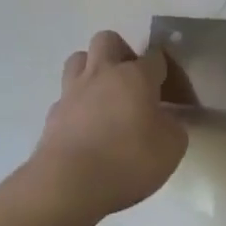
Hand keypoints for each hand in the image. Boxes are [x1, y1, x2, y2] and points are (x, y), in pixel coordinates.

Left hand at [28, 31, 187, 219]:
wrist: (68, 185)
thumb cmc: (127, 162)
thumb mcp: (171, 149)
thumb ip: (173, 127)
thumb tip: (166, 120)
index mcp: (136, 76)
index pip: (155, 56)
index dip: (164, 69)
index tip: (169, 89)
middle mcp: (103, 74)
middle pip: (108, 40)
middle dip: (121, 52)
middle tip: (131, 81)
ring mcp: (73, 91)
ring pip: (79, 59)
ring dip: (91, 69)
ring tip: (103, 95)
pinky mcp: (53, 114)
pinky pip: (65, 96)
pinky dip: (76, 104)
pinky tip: (84, 126)